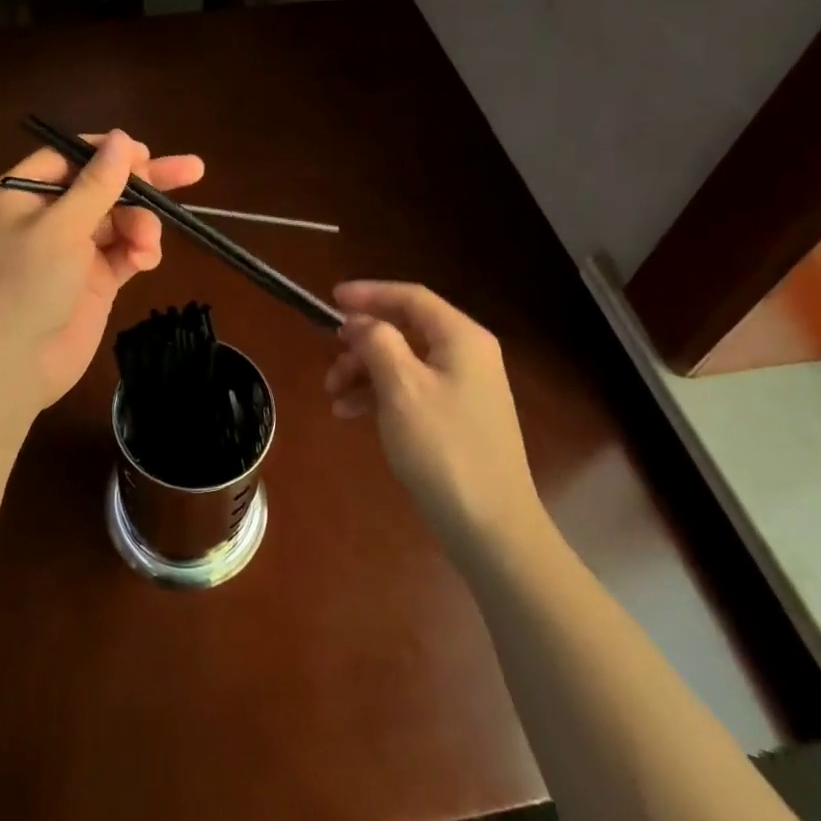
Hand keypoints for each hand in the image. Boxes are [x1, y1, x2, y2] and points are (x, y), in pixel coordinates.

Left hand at [0, 131, 204, 420]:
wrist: (10, 368)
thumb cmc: (24, 284)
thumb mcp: (61, 227)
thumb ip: (97, 183)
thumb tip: (123, 138)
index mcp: (23, 194)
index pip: (71, 157)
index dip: (109, 153)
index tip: (146, 153)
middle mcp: (47, 217)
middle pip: (103, 187)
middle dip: (144, 183)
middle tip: (192, 170)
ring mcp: (72, 250)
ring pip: (119, 220)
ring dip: (140, 226)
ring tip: (148, 245)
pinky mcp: (93, 280)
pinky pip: (123, 253)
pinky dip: (138, 252)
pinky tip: (146, 260)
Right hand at [324, 281, 548, 555]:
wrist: (490, 528)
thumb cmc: (443, 447)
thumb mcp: (401, 387)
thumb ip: (377, 341)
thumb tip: (360, 321)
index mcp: (461, 338)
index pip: (411, 297)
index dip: (369, 293)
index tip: (331, 299)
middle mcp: (467, 355)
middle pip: (405, 329)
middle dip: (362, 341)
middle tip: (330, 354)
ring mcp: (464, 389)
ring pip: (403, 362)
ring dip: (364, 371)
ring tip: (332, 394)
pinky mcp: (456, 418)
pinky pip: (411, 390)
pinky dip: (379, 395)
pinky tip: (349, 413)